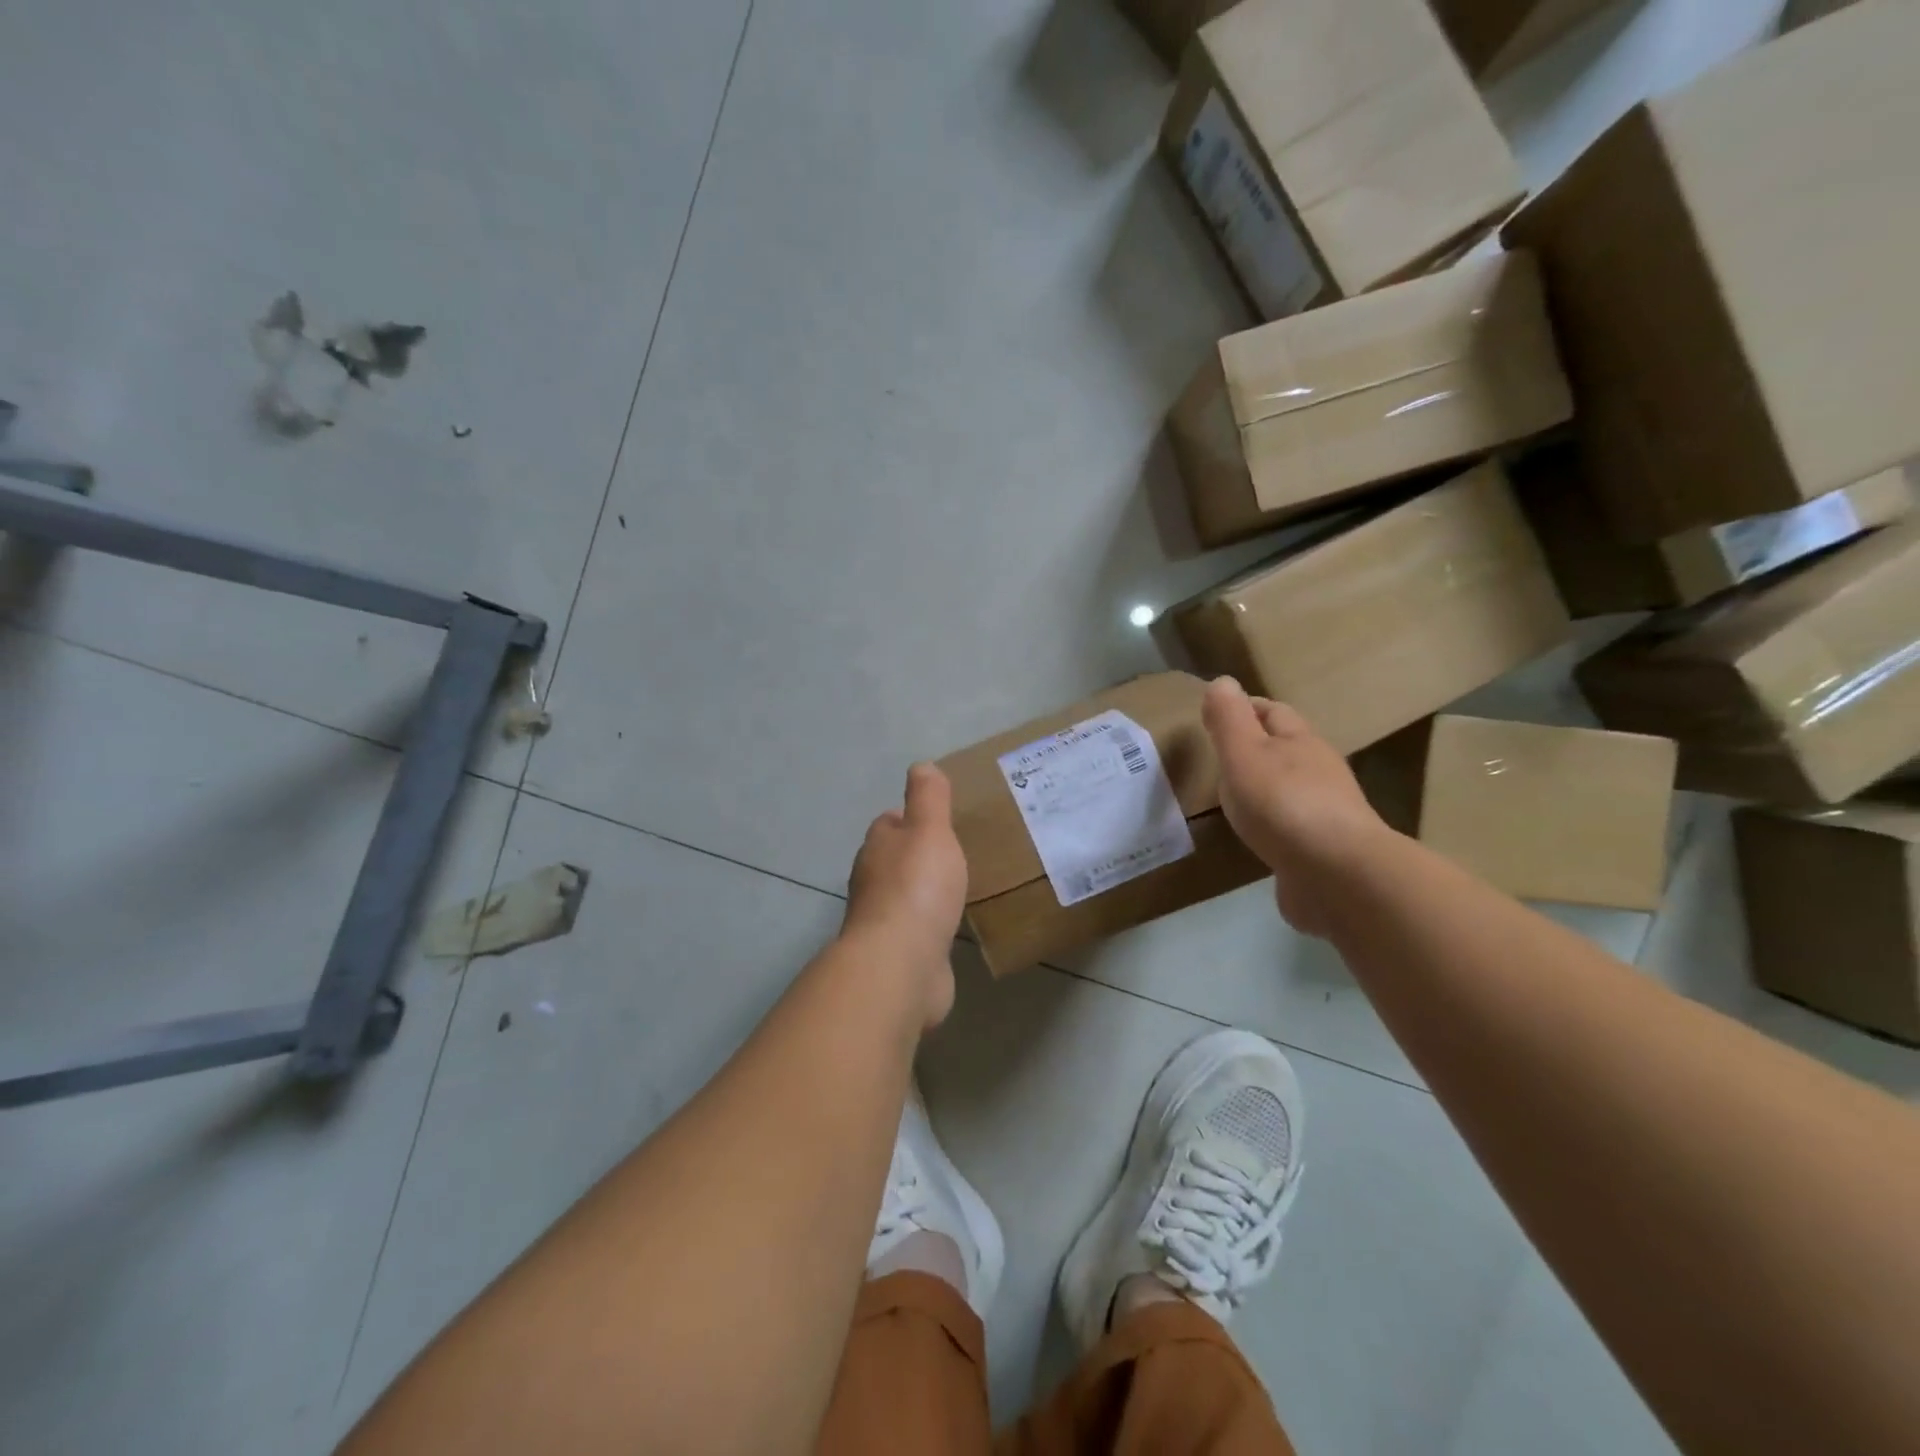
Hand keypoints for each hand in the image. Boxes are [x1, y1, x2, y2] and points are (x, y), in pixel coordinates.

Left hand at [844, 763, 967, 1028]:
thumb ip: (928, 798)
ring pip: (904, 896)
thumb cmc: (917, 888)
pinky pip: (916, 931)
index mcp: (877, 848)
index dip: (909, 819)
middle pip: (892, 860)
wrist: (901, 964)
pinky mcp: (897, 954)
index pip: (888, 824)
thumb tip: (920, 766)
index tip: (937, 822)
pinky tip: (948, 928)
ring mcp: (882, 921)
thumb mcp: (930, 830)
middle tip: (953, 854)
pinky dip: (929, 925)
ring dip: (923, 892)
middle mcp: (872, 882)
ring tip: (956, 889)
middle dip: (915, 856)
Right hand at [1202, 678, 1386, 936]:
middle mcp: (1319, 771)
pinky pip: (1293, 827)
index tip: (1214, 716)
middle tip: (1220, 758)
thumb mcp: (1244, 754)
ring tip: (1233, 798)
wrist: (1338, 876)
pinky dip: (1273, 824)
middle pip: (1286, 749)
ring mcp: (1326, 812)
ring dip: (1265, 788)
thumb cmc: (1284, 804)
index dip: (1244, 708)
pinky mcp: (1324, 850)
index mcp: (1301, 742)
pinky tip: (1257, 837)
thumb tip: (1222, 681)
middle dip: (1256, 748)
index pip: (1272, 711)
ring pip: (1290, 788)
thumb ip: (1229, 719)